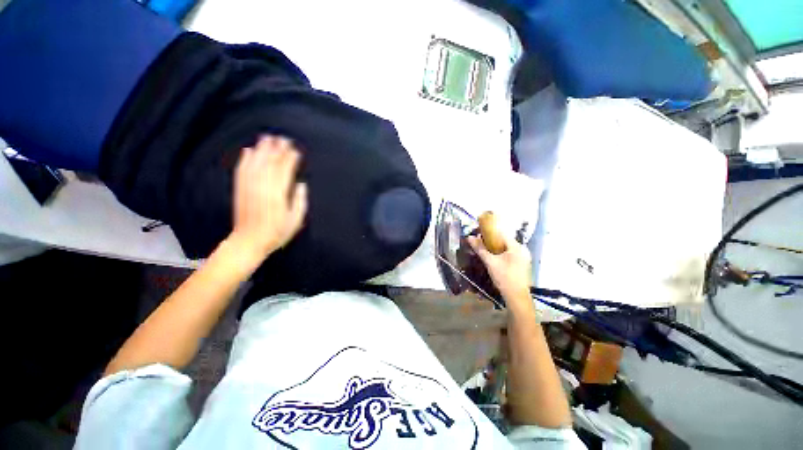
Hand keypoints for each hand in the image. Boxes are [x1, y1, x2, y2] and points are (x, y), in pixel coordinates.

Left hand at [230, 135, 307, 258]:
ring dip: (262, 149)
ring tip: (267, 138)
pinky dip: (245, 159)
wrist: (248, 242)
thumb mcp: (295, 220)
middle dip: (278, 150)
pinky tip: (248, 151)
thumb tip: (301, 184)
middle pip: (270, 163)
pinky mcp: (239, 189)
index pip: (284, 171)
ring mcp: (249, 187)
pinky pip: (242, 170)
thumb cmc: (276, 233)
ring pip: (255, 163)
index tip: (295, 150)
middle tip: (284, 139)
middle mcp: (262, 187)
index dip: (290, 159)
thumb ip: (299, 201)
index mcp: (278, 195)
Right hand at [468, 233, 531, 302]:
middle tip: (479, 243)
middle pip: (504, 240)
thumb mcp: (490, 262)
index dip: (488, 232)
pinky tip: (493, 258)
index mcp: (517, 246)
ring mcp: (524, 257)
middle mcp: (523, 249)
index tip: (478, 233)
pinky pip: (510, 254)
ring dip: (495, 247)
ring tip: (484, 250)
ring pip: (506, 247)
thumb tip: (469, 237)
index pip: (501, 233)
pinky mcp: (522, 263)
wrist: (516, 297)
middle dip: (491, 240)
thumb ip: (480, 249)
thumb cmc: (504, 278)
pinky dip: (501, 253)